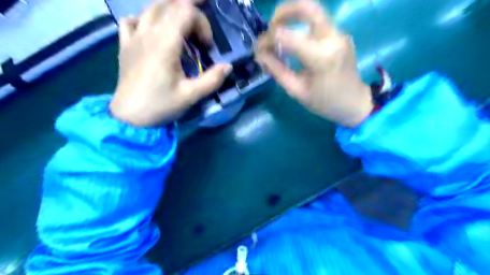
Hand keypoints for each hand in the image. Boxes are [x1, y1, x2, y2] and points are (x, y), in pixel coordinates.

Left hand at [110, 0, 231, 125]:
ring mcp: (133, 37)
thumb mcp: (191, 96)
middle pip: (169, 4)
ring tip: (183, 26)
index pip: (185, 12)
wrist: (129, 117)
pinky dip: (145, 19)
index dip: (202, 23)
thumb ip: (212, 80)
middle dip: (190, 10)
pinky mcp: (125, 45)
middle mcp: (147, 33)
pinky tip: (152, 31)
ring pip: (151, 8)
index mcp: (165, 43)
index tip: (207, 46)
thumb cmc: (161, 105)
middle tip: (201, 29)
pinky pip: (132, 21)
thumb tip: (228, 67)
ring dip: (170, 11)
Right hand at [254, 0, 373, 126]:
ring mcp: (339, 34)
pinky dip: (302, 27)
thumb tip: (260, 54)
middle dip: (283, 12)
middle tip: (270, 26)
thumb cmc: (324, 102)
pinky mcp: (341, 35)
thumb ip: (277, 70)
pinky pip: (319, 23)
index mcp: (321, 57)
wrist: (355, 103)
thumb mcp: (296, 91)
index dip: (268, 40)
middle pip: (307, 8)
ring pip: (313, 13)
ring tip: (279, 34)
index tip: (259, 50)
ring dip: (292, 18)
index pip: (286, 36)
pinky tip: (295, 42)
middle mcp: (332, 38)